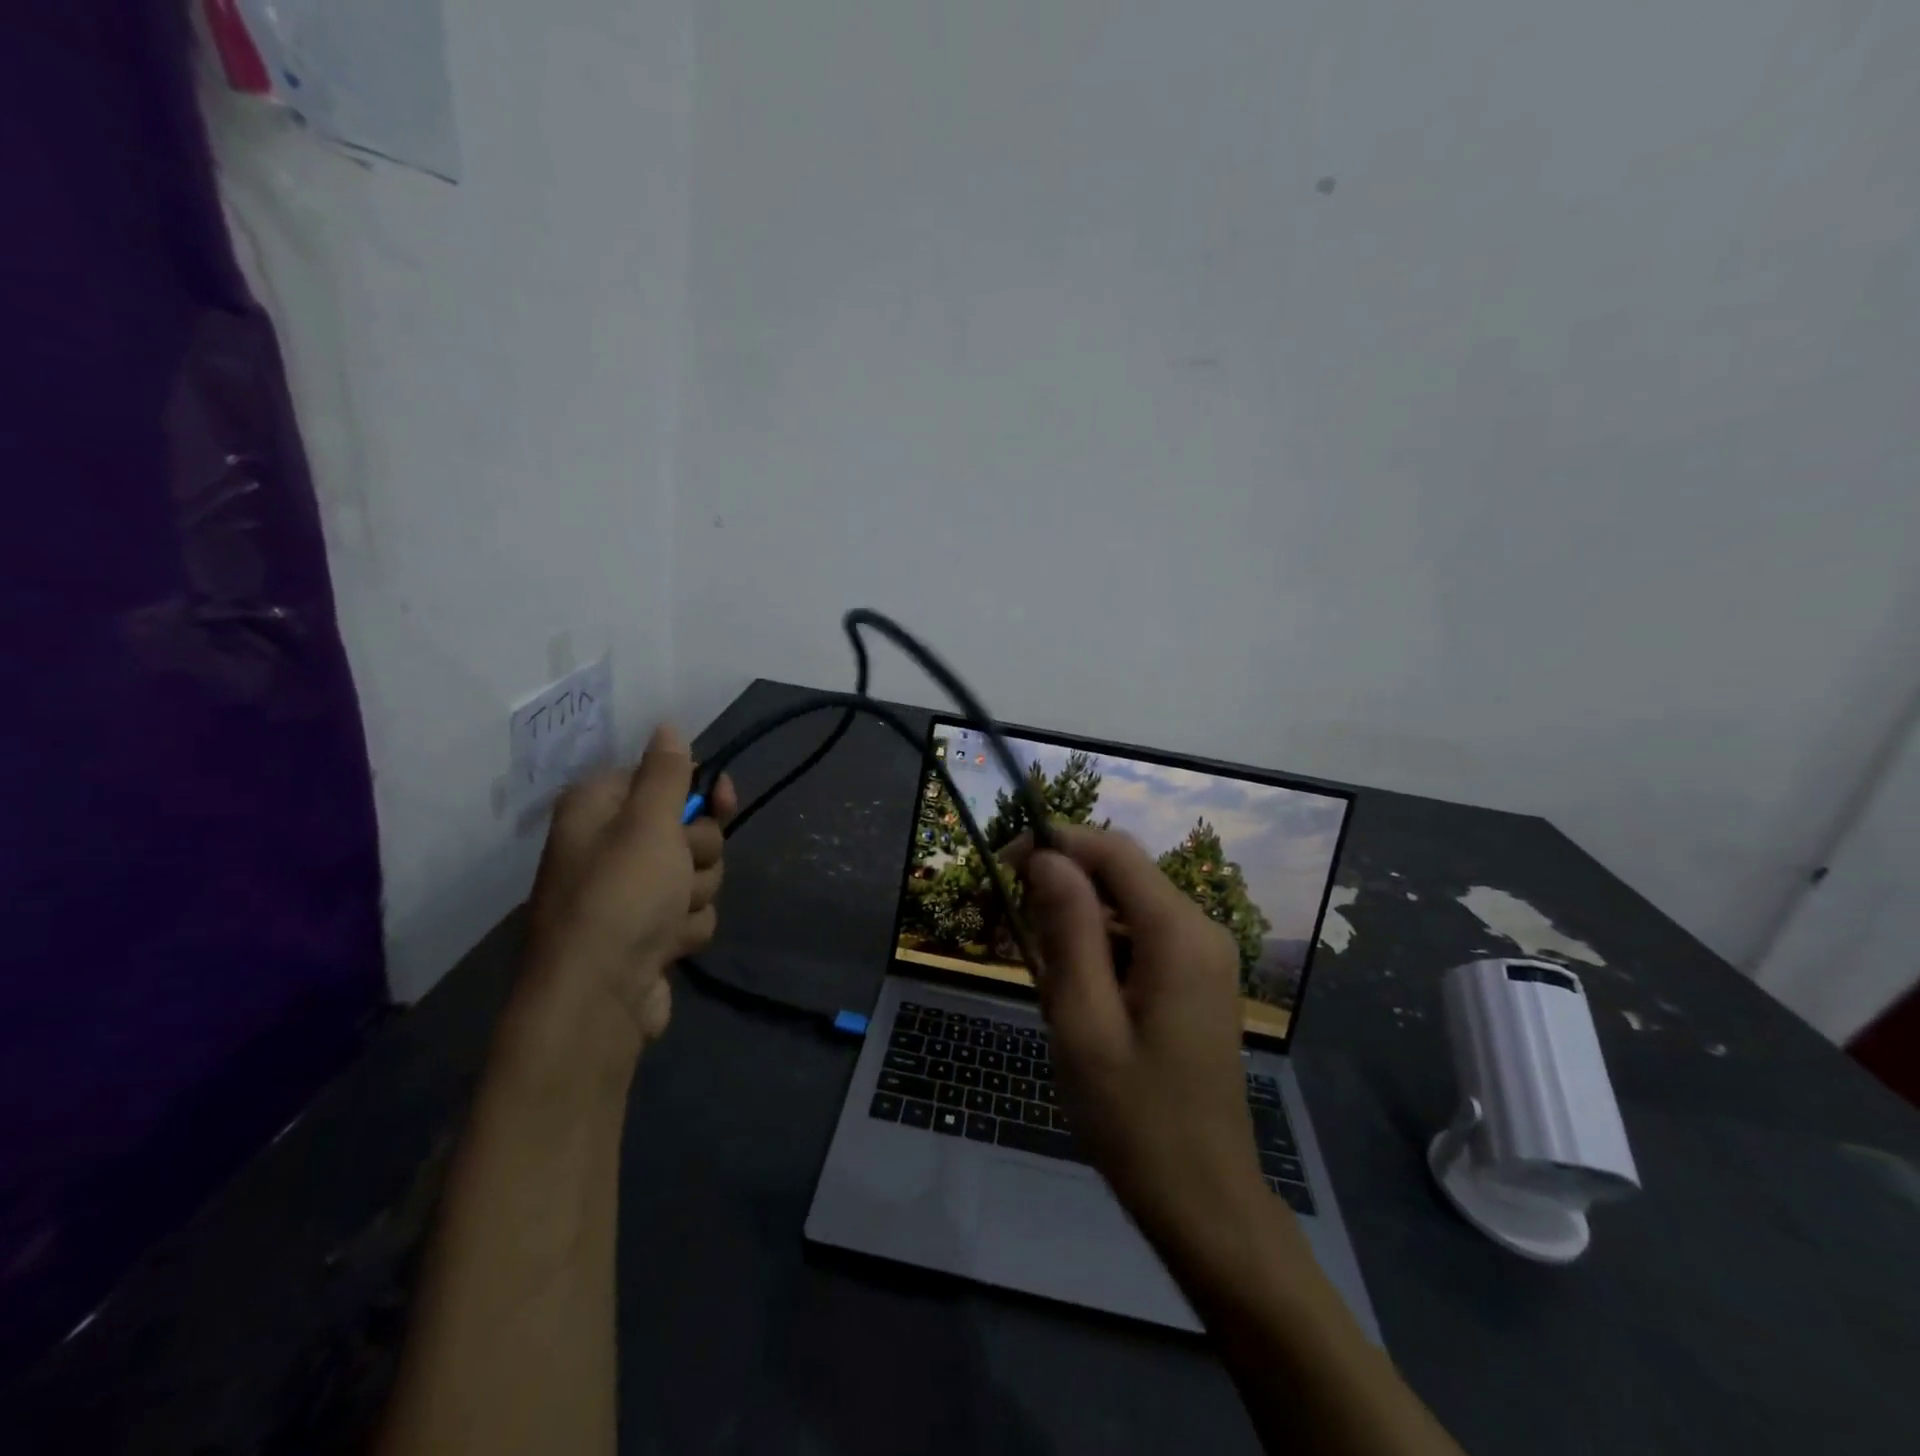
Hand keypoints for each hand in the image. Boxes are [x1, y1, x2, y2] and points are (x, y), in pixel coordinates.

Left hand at [520, 724, 736, 1058]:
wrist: (596, 999)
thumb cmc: (621, 898)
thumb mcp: (649, 823)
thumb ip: (667, 773)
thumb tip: (667, 725)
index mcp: (599, 810)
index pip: (662, 779)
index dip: (698, 792)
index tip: (724, 800)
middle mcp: (610, 846)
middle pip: (689, 829)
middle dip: (699, 853)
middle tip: (678, 871)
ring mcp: (630, 894)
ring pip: (697, 874)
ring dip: (695, 894)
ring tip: (668, 918)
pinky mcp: (648, 933)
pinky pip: (691, 913)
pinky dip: (686, 929)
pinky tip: (667, 947)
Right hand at [1006, 826, 1270, 1258]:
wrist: (1204, 1201)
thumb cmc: (1134, 1118)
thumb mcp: (1084, 1022)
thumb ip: (1068, 930)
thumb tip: (1047, 856)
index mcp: (1178, 932)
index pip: (1113, 850)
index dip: (1055, 843)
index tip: (1002, 867)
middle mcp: (1200, 929)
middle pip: (1121, 875)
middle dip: (1063, 890)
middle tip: (1016, 940)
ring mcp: (1204, 955)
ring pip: (1126, 907)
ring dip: (1078, 926)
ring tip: (1049, 987)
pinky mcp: (1196, 979)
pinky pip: (1140, 938)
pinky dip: (1101, 951)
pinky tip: (1082, 1002)